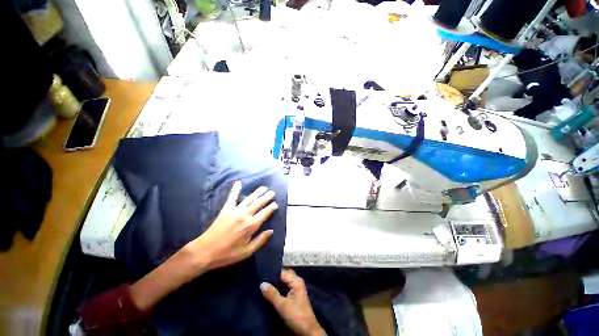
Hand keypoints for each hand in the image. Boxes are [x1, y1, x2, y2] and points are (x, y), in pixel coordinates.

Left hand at [130, 181, 277, 311]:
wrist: (206, 251)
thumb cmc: (228, 253)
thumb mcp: (247, 251)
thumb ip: (260, 240)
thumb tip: (271, 231)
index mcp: (251, 225)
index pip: (265, 213)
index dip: (271, 207)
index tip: (275, 204)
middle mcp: (245, 215)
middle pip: (259, 203)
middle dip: (266, 197)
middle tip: (272, 192)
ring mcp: (235, 210)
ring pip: (249, 199)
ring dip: (257, 193)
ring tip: (263, 188)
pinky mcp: (226, 209)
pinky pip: (232, 197)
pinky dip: (235, 189)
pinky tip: (238, 183)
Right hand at [261, 269, 325, 335]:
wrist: (307, 331)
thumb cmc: (296, 315)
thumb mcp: (282, 305)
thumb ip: (272, 294)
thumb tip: (262, 283)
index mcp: (296, 281)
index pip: (283, 272)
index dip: (272, 273)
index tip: (261, 274)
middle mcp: (297, 282)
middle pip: (283, 277)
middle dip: (273, 278)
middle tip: (261, 280)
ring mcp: (296, 290)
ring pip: (283, 283)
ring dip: (275, 285)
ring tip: (263, 285)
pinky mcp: (294, 297)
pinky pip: (284, 289)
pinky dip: (278, 290)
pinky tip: (269, 293)